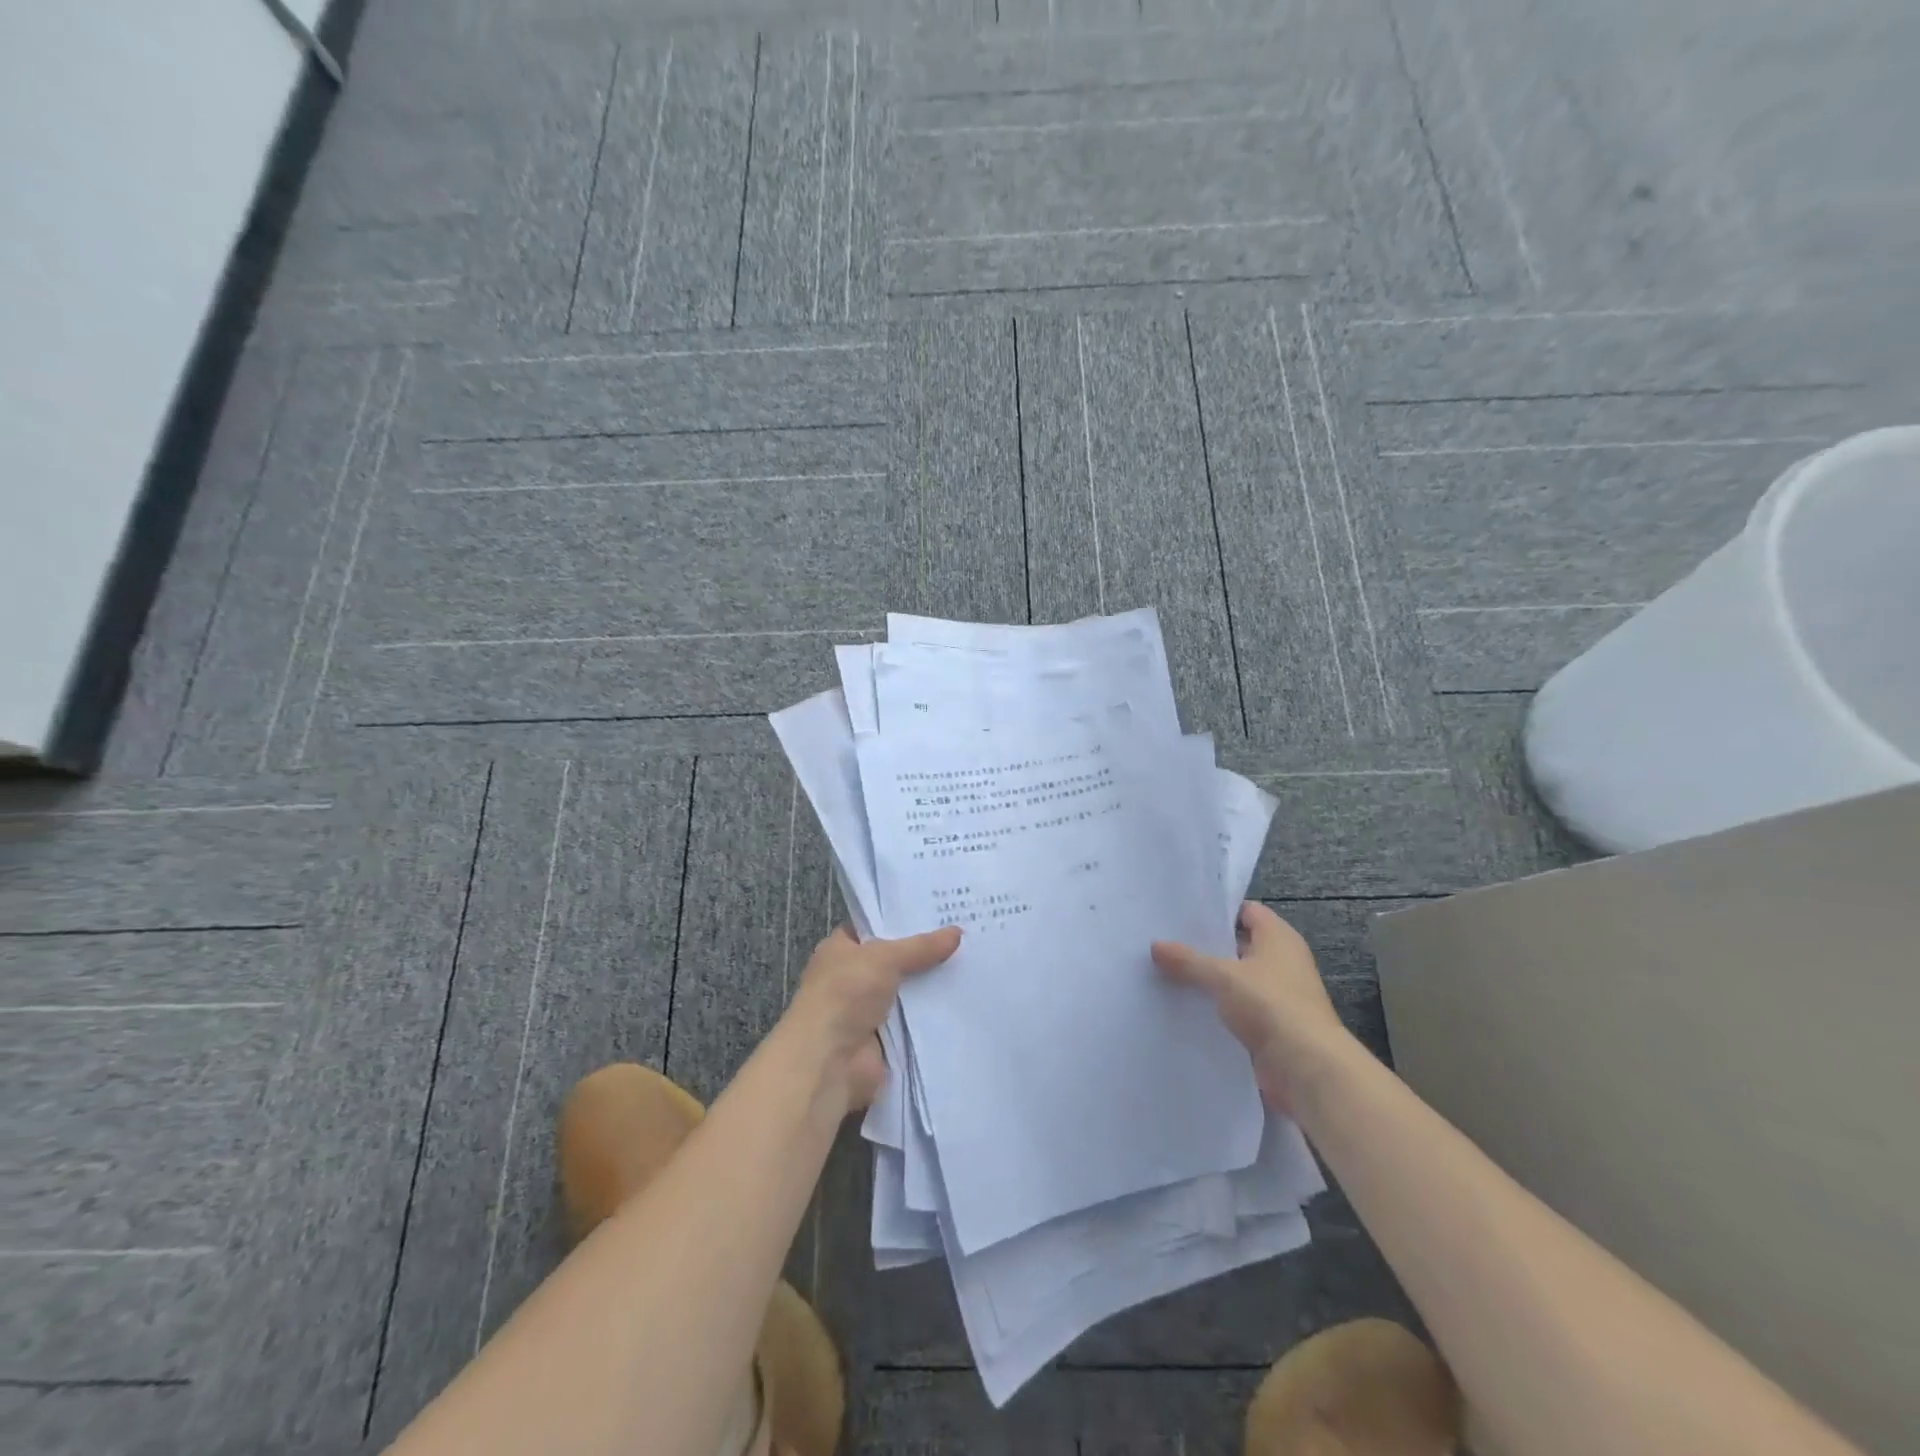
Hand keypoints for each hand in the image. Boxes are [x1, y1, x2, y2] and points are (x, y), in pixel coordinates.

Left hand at [780, 924, 960, 1112]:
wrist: (829, 1062)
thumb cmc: (845, 995)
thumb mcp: (883, 958)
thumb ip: (920, 946)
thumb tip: (957, 932)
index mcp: (841, 950)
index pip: (874, 926)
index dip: (902, 918)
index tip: (938, 910)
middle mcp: (853, 977)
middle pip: (896, 959)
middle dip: (925, 951)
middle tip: (965, 934)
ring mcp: (869, 1009)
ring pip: (909, 990)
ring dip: (933, 983)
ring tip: (974, 963)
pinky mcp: (886, 1037)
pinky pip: (916, 1019)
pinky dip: (934, 1014)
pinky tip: (965, 999)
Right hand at [1152, 902, 1349, 1114]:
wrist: (1306, 1067)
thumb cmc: (1270, 1004)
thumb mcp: (1222, 976)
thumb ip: (1188, 960)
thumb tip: (1155, 946)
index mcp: (1279, 937)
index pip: (1246, 911)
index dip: (1218, 910)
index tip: (1183, 913)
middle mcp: (1282, 961)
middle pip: (1239, 944)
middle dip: (1206, 945)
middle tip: (1167, 940)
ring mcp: (1278, 994)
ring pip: (1236, 977)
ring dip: (1209, 978)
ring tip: (1168, 971)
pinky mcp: (1272, 1024)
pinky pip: (1238, 1006)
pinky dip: (1216, 1006)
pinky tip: (1185, 1005)